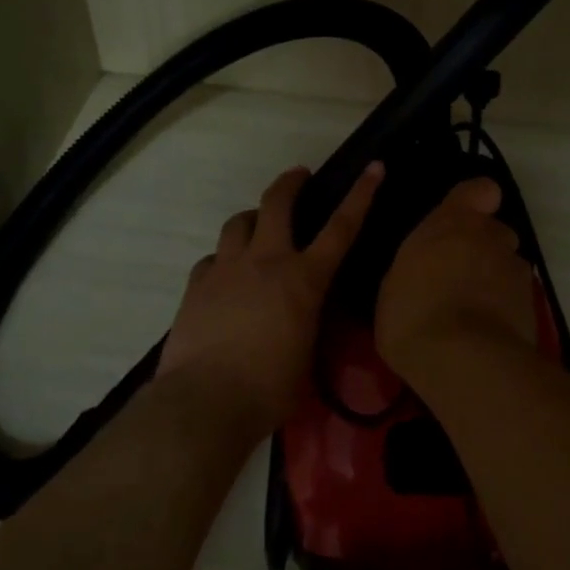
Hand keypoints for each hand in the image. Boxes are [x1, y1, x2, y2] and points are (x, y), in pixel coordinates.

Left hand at [161, 162, 384, 431]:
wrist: (204, 402)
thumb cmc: (269, 389)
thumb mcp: (307, 355)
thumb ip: (308, 322)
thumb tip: (303, 315)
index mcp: (303, 280)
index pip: (341, 228)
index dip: (361, 194)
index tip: (373, 167)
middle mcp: (265, 261)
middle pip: (277, 202)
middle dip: (291, 182)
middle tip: (299, 175)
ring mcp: (226, 269)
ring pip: (238, 222)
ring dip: (252, 219)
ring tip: (257, 228)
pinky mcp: (196, 284)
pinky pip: (213, 258)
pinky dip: (223, 260)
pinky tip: (225, 277)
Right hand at [376, 176, 538, 372]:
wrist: (462, 360)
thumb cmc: (412, 313)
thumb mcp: (394, 283)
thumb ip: (418, 263)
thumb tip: (426, 268)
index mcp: (453, 222)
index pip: (481, 189)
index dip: (475, 201)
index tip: (462, 220)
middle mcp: (492, 236)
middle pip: (495, 231)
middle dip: (482, 248)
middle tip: (458, 276)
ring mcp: (516, 270)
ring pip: (507, 265)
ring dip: (494, 279)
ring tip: (473, 311)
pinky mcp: (533, 304)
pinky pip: (516, 297)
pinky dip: (504, 308)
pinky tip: (486, 332)